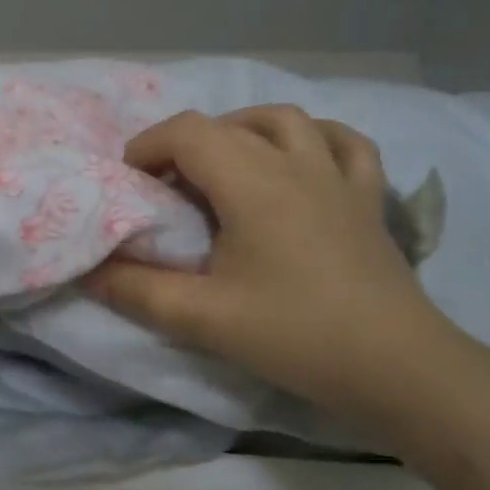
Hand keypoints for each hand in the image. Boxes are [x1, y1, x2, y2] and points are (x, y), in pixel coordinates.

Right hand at [83, 105, 458, 417]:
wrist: (400, 369)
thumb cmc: (296, 336)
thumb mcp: (202, 319)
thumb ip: (137, 290)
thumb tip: (89, 271)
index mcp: (252, 184)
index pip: (187, 132)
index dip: (146, 147)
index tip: (129, 184)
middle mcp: (295, 164)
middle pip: (226, 125)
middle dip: (181, 144)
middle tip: (163, 187)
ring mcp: (338, 177)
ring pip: (285, 121)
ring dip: (241, 130)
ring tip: (221, 164)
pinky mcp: (368, 199)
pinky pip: (344, 144)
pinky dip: (312, 139)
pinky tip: (299, 159)